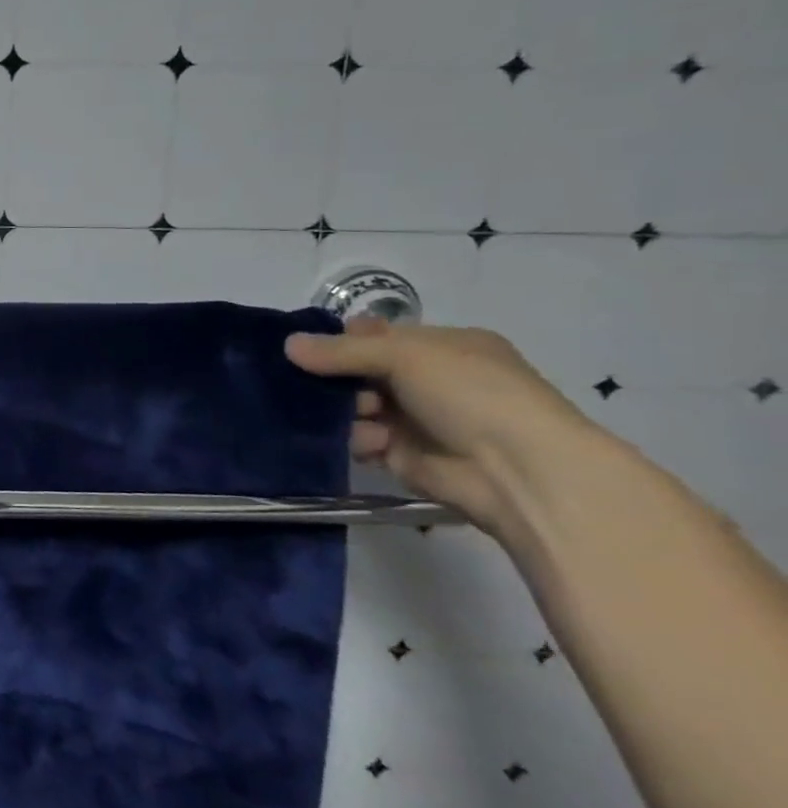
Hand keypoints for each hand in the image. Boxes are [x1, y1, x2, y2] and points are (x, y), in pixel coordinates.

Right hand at [285, 318, 597, 539]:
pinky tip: (373, 443)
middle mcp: (431, 381)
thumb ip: (342, 351)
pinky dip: (360, 439)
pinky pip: (362, 439)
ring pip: (356, 405)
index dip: (346, 338)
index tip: (310, 344)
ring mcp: (417, 419)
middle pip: (362, 371)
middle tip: (314, 379)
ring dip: (346, 409)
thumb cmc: (471, 394)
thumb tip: (288, 345)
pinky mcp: (403, 455)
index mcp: (445, 347)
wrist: (519, 471)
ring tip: (354, 415)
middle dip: (337, 375)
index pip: (382, 336)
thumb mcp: (406, 355)